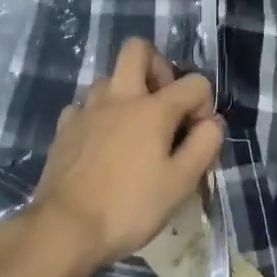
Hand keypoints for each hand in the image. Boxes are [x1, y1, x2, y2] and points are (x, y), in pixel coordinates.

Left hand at [30, 37, 223, 271]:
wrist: (64, 228)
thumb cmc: (129, 207)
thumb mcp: (180, 183)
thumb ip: (204, 145)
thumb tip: (213, 121)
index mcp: (153, 108)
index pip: (194, 82)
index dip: (204, 104)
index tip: (197, 135)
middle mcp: (119, 96)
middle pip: (138, 49)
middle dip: (157, 66)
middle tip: (162, 102)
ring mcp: (87, 108)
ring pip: (109, 78)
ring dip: (125, 93)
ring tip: (132, 130)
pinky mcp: (64, 126)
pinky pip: (85, 106)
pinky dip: (97, 116)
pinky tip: (101, 144)